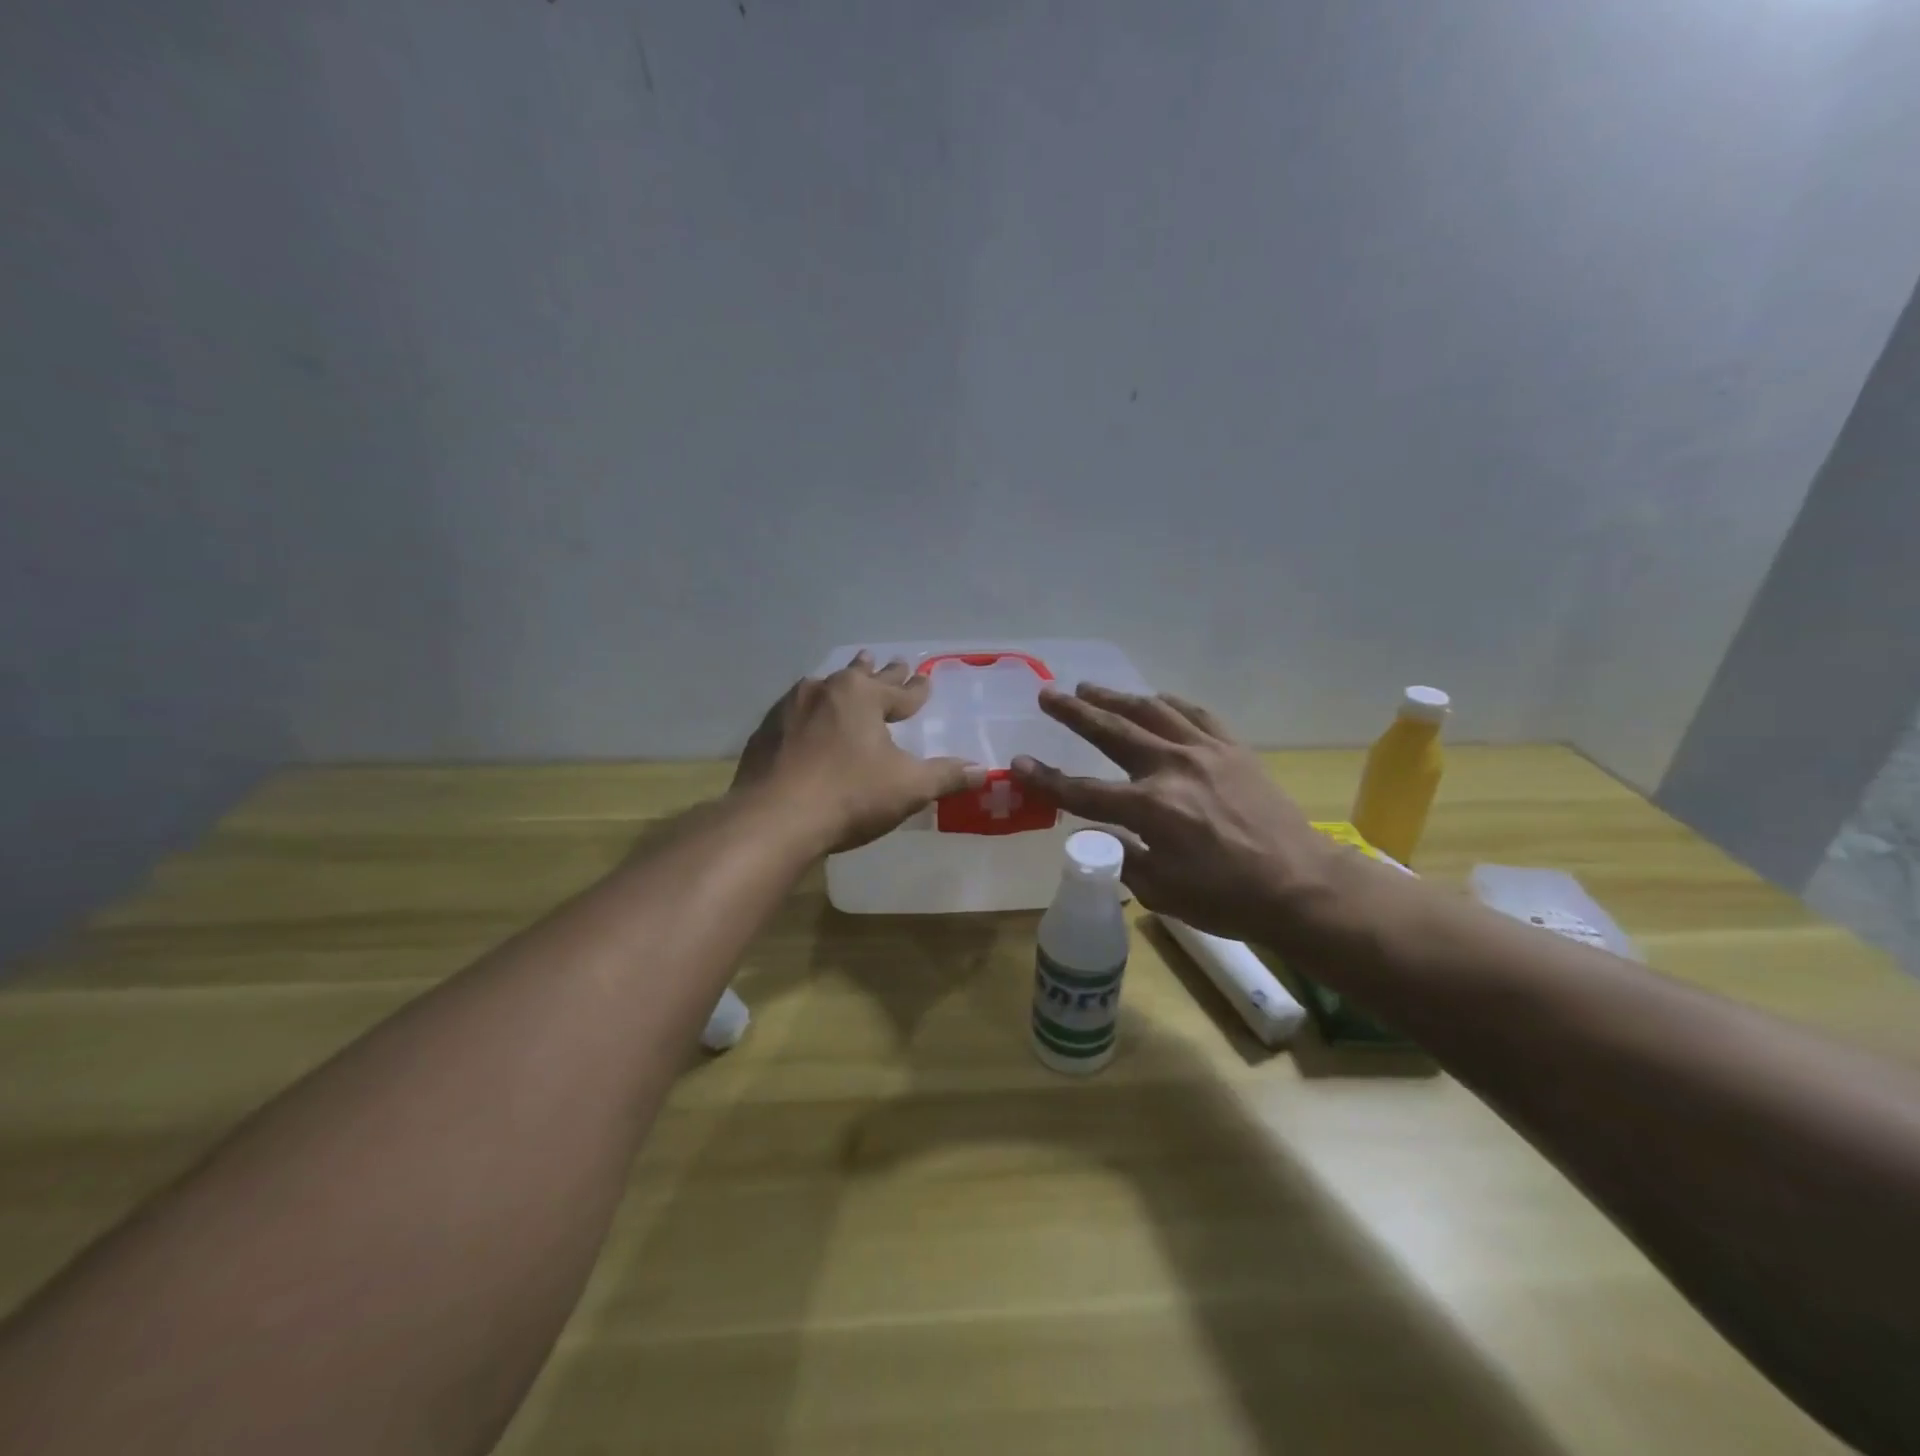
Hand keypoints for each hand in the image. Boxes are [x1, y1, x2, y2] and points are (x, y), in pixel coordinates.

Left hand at [733, 652, 985, 852]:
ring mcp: (789, 708)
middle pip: (861, 677)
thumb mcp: (908, 787)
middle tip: (891, 660)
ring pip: (825, 688)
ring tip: (849, 674)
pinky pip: (796, 711)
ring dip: (843, 683)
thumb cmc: (849, 796)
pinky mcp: (766, 731)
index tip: (926, 680)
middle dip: (880, 672)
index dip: (917, 689)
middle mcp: (825, 690)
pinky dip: (810, 711)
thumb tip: (984, 771)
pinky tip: (807, 716)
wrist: (773, 819)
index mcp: (862, 696)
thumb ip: (946, 776)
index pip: (901, 691)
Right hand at [1011, 685, 1338, 943]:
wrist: (1301, 885)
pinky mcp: (1232, 749)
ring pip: (1151, 711)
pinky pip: (1195, 714)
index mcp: (1150, 809)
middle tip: (1048, 696)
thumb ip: (1120, 857)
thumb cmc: (1226, 898)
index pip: (1083, 791)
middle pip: (1112, 732)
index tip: (1018, 763)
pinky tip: (1155, 699)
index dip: (1046, 779)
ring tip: (1090, 688)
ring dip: (1116, 698)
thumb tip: (1095, 833)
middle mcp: (1172, 768)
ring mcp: (1205, 752)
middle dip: (1075, 713)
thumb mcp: (1161, 891)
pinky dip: (1168, 703)